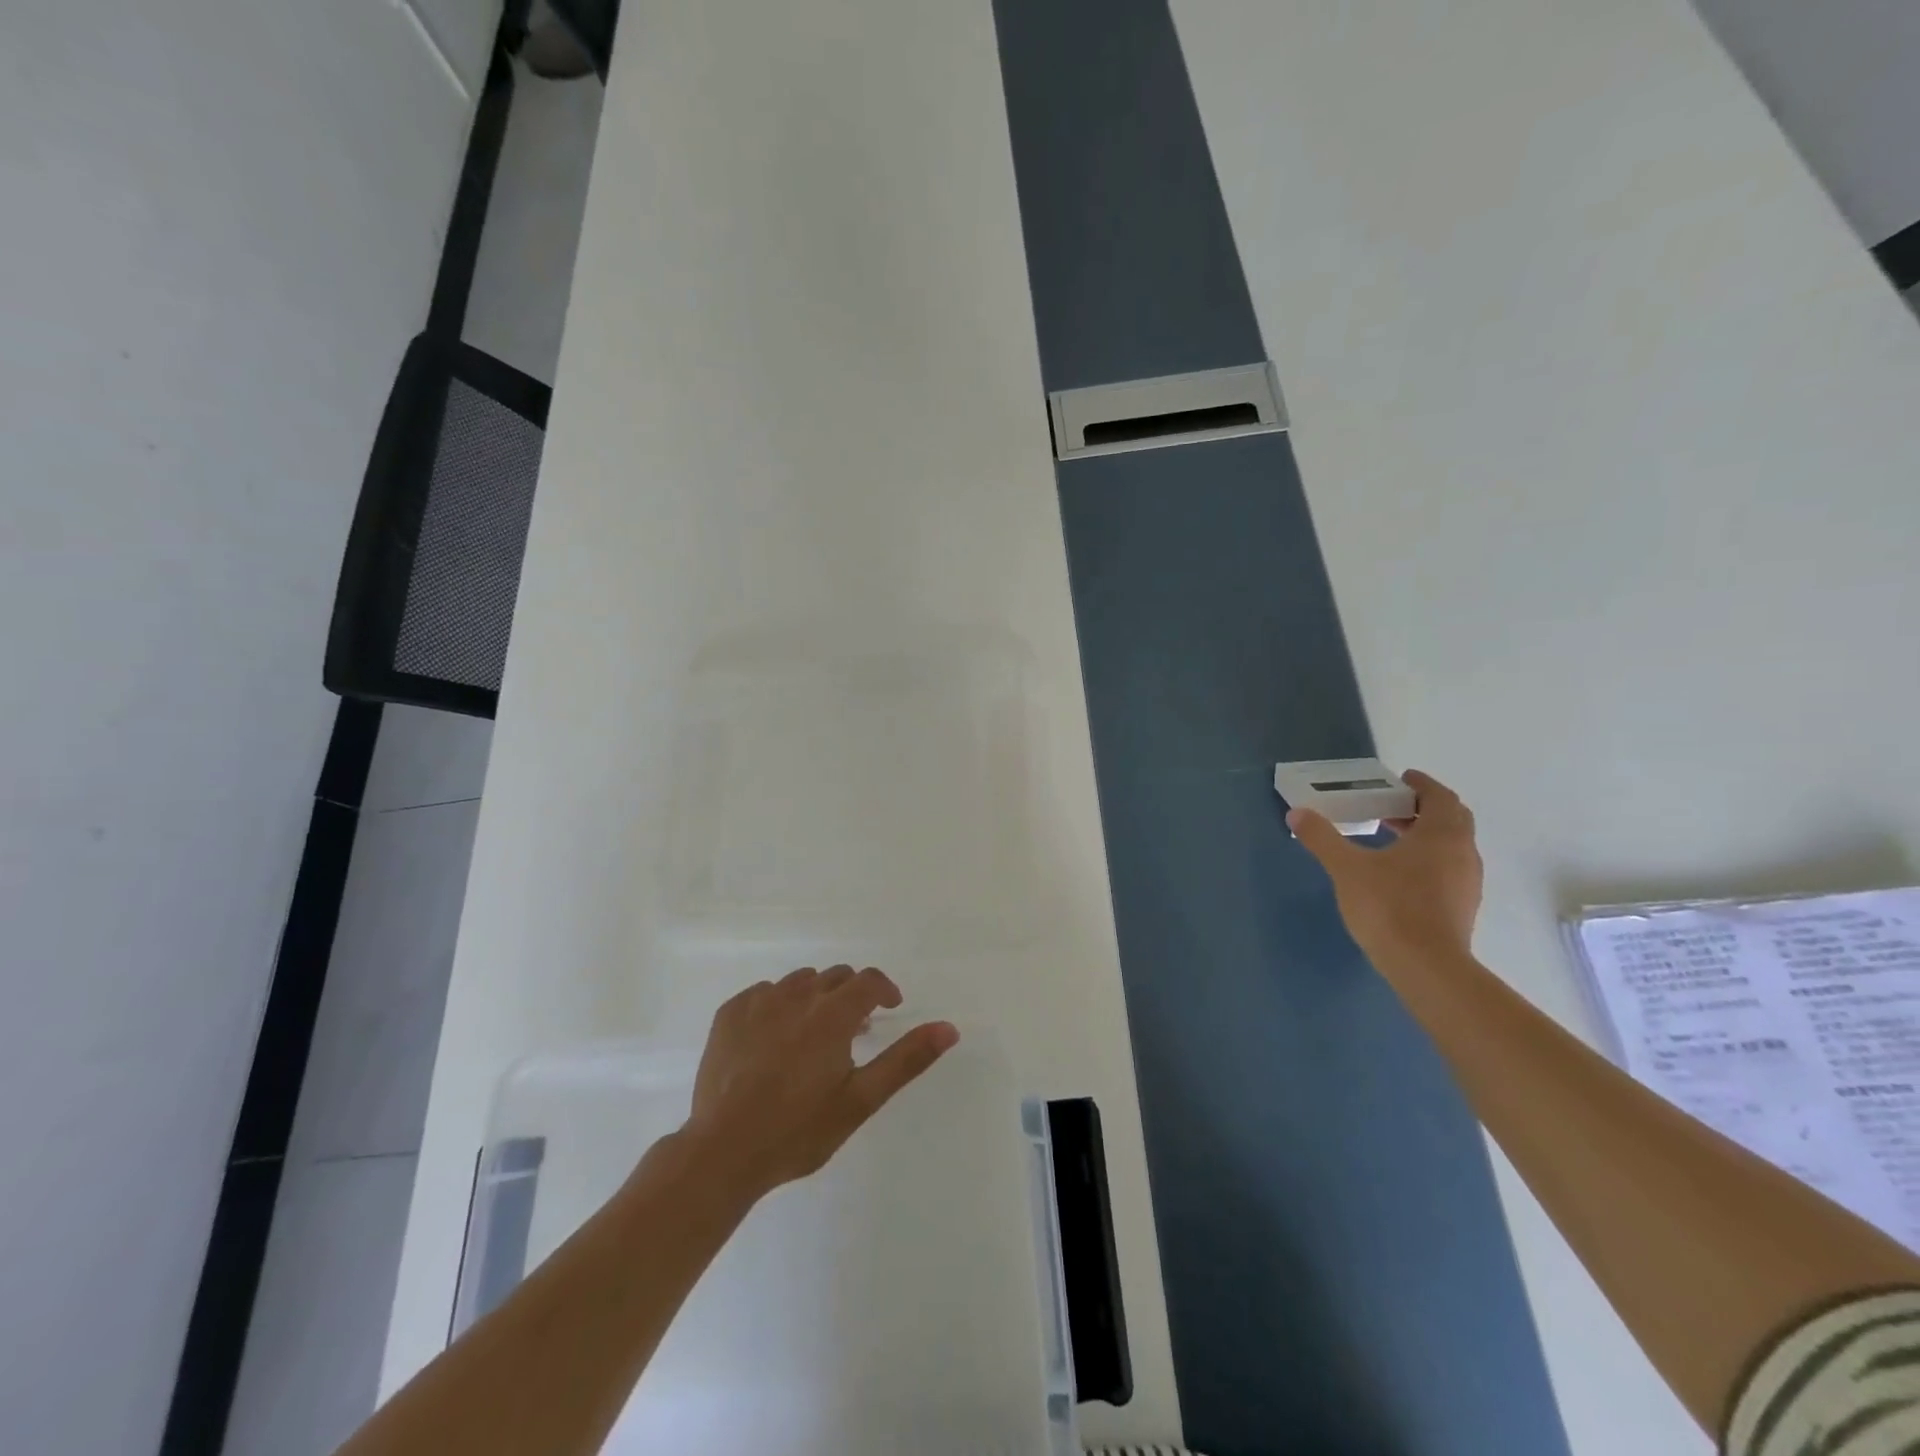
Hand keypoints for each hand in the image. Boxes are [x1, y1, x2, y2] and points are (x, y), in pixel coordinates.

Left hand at [682, 966, 958, 1198]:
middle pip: (835, 976)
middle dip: (851, 995)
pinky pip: (763, 993)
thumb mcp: (861, 1100)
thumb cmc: (799, 1130)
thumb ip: (906, 1060)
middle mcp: (796, 996)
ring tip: (814, 1036)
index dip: (884, 990)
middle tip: (853, 1031)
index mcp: (832, 1015)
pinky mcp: (729, 1014)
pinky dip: (777, 1005)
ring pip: (799, 982)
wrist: (722, 1153)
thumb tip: (949, 1028)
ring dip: (815, 998)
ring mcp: (758, 1002)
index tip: (889, 1009)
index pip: (868, 980)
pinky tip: (774, 1039)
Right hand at [1288, 769, 1482, 970]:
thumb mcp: (1346, 868)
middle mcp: (1463, 853)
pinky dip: (1428, 860)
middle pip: (1451, 819)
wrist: (1427, 968)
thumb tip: (1297, 813)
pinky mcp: (1462, 907)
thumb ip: (1322, 838)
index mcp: (1441, 834)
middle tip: (1390, 807)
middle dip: (1422, 809)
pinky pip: (1448, 870)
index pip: (1440, 797)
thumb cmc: (1390, 907)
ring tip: (1389, 839)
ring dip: (1425, 835)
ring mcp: (1467, 882)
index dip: (1422, 784)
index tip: (1401, 780)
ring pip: (1451, 846)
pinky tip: (1399, 875)